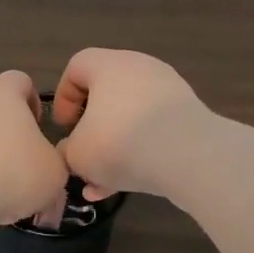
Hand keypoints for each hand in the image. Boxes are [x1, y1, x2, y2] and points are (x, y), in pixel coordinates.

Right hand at [51, 48, 210, 199]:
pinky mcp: (189, 116)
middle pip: (107, 94)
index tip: (64, 127)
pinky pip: (155, 132)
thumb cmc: (120, 142)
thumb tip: (71, 152)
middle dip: (92, 129)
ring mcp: (169, 91)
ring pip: (131, 119)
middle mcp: (140, 68)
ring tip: (103, 183)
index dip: (64, 97)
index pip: (77, 67)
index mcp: (108, 65)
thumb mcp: (78, 154)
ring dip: (115, 148)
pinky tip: (128, 187)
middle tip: (85, 153)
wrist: (189, 156)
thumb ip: (67, 151)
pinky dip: (140, 154)